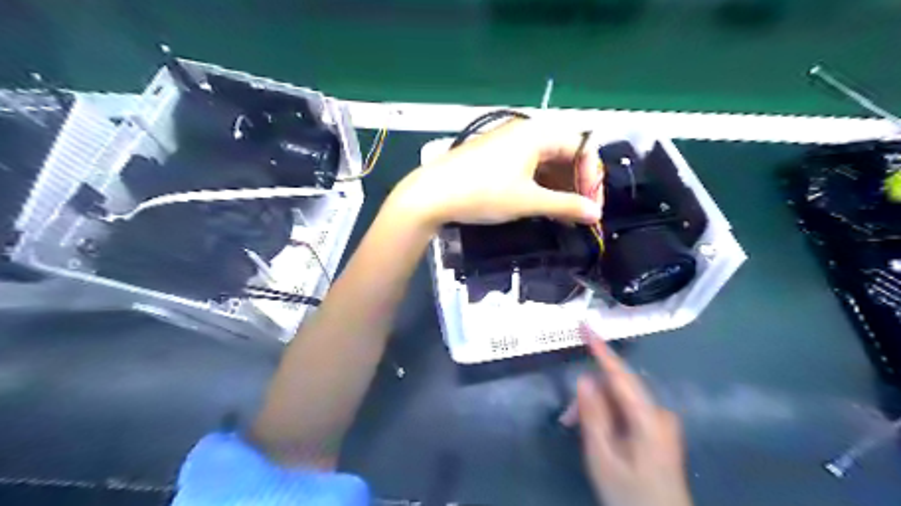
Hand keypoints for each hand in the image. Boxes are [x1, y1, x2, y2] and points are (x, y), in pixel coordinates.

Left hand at [396, 116, 604, 227]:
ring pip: (547, 162)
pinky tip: (542, 205)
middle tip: (579, 212)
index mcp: (538, 134)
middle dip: (576, 183)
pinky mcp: (497, 157)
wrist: (432, 194)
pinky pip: (529, 167)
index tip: (591, 206)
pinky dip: (540, 185)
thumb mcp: (528, 201)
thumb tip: (595, 214)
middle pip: (565, 153)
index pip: (581, 147)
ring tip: (562, 214)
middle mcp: (526, 132)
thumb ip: (565, 206)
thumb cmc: (483, 193)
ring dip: (559, 187)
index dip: (592, 177)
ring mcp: (509, 143)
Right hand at [574, 332, 690, 505]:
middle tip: (567, 420)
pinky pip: (628, 410)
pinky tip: (599, 434)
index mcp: (648, 418)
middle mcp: (659, 412)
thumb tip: (584, 378)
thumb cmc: (630, 495)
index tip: (585, 325)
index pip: (620, 374)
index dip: (601, 348)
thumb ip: (593, 415)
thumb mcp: (603, 457)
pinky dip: (609, 416)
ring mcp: (661, 421)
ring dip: (598, 409)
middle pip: (617, 388)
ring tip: (579, 432)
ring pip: (620, 400)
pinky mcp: (659, 429)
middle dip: (590, 397)